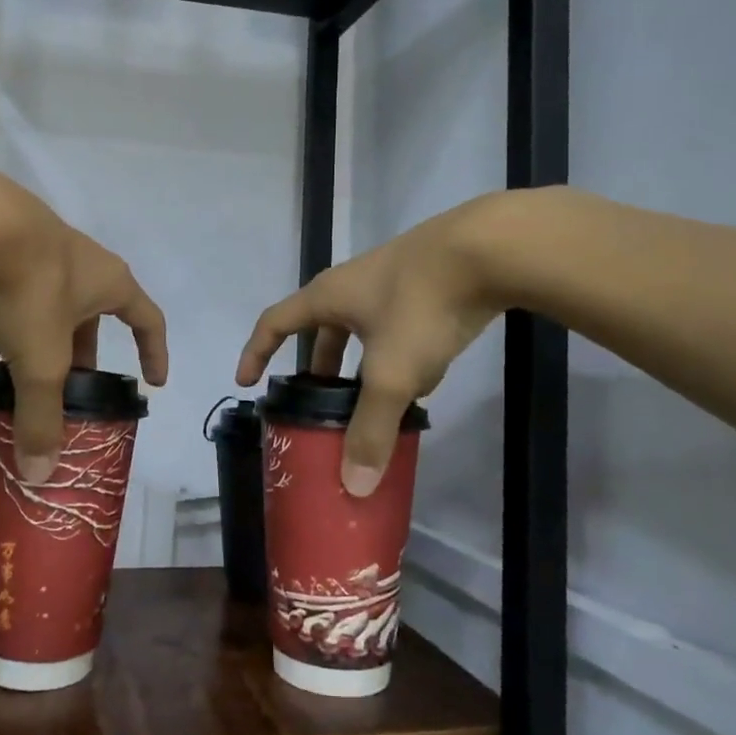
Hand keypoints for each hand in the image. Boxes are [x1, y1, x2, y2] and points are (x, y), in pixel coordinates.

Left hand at [0, 170, 166, 482]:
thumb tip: (40, 475)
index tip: (153, 381)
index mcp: (110, 284)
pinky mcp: (9, 237)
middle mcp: (87, 261)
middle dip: (86, 353)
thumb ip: (41, 416)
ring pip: (56, 299)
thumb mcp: (39, 361)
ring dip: (48, 332)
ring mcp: (47, 244)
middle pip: (97, 314)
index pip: (149, 320)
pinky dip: (15, 311)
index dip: (155, 352)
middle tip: (73, 388)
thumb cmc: (29, 289)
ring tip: (24, 364)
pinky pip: (23, 283)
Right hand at [236, 191, 546, 495]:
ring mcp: (390, 280)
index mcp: (327, 297)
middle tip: (318, 402)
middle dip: (316, 366)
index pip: (274, 323)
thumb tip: (355, 486)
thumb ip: (372, 427)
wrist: (488, 248)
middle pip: (319, 327)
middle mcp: (351, 284)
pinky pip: (395, 324)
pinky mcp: (425, 282)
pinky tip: (420, 376)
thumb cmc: (421, 305)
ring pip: (361, 328)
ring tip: (369, 397)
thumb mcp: (392, 373)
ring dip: (358, 361)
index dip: (256, 352)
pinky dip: (394, 352)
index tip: (246, 382)